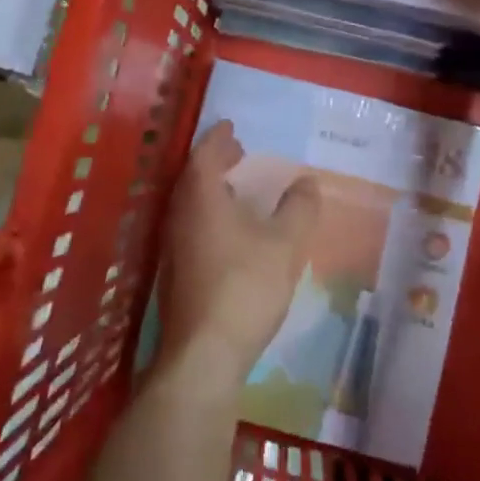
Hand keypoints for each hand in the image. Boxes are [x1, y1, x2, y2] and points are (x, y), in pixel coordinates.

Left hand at [157, 121, 320, 394]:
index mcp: (201, 198)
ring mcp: (173, 246)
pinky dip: (208, 213)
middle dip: (215, 160)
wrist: (204, 354)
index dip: (219, 138)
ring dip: (211, 188)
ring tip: (237, 186)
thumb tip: (306, 181)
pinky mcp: (175, 273)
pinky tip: (229, 231)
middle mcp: (180, 216)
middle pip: (193, 177)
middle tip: (238, 152)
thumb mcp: (284, 244)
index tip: (231, 126)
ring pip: (190, 203)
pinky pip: (190, 225)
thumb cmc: (245, 287)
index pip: (204, 155)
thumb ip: (298, 209)